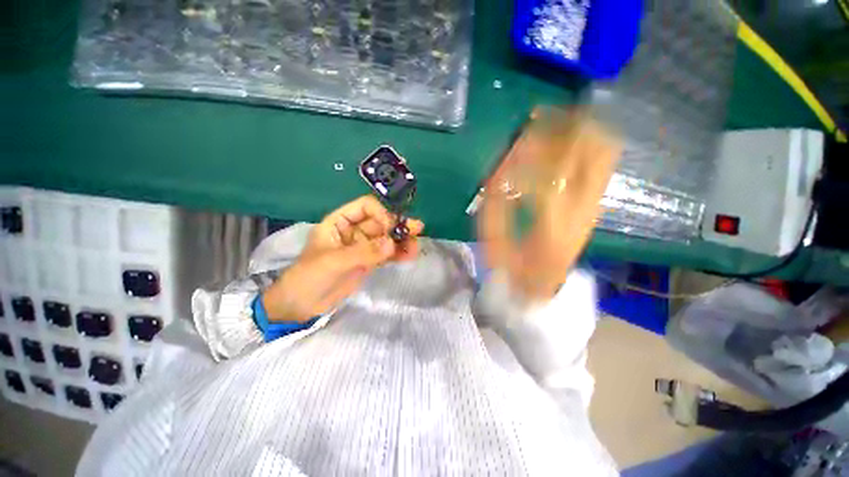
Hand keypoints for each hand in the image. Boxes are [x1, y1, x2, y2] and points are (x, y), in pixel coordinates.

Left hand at [261, 195, 423, 322]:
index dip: (381, 213)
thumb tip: (392, 243)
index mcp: (340, 222)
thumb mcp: (333, 262)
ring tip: (416, 247)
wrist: (301, 305)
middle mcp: (354, 231)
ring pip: (386, 238)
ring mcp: (363, 247)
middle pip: (380, 222)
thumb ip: (364, 252)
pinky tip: (409, 256)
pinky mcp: (368, 262)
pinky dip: (398, 254)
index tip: (391, 228)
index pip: (366, 207)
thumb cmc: (309, 277)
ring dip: (401, 241)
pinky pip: (386, 254)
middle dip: (398, 226)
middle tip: (417, 228)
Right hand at [479, 108, 620, 301]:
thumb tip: (498, 168)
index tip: (517, 135)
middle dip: (570, 124)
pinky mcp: (595, 206)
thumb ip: (494, 203)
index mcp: (553, 224)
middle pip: (595, 151)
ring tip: (556, 121)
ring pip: (605, 153)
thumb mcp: (494, 240)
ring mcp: (595, 206)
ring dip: (582, 130)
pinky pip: (600, 165)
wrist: (543, 287)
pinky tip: (564, 143)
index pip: (552, 170)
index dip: (533, 147)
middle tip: (543, 114)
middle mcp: (583, 210)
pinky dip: (585, 145)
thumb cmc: (514, 266)